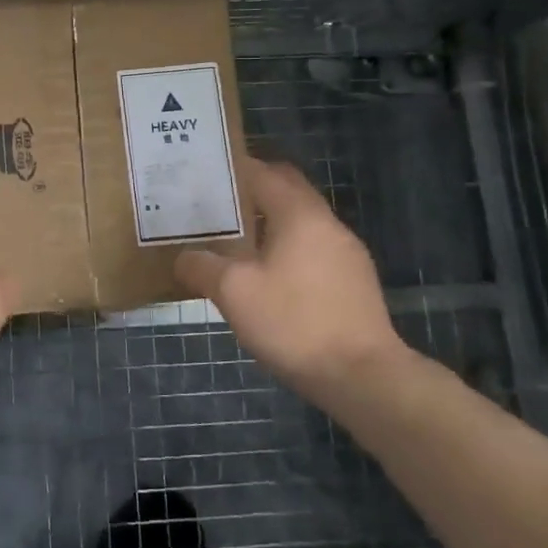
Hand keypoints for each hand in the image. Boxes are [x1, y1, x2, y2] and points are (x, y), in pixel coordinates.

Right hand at [175, 157, 406, 389]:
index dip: (233, 170)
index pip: (264, 172)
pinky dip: (289, 248)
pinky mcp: (355, 282)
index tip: (204, 175)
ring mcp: (347, 253)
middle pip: (287, 191)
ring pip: (302, 222)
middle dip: (253, 192)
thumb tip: (184, 257)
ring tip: (236, 241)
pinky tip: (269, 277)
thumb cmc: (294, 322)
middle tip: (216, 205)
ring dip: (271, 223)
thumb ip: (202, 266)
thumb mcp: (233, 293)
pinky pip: (314, 248)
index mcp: (299, 214)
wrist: (363, 377)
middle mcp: (328, 224)